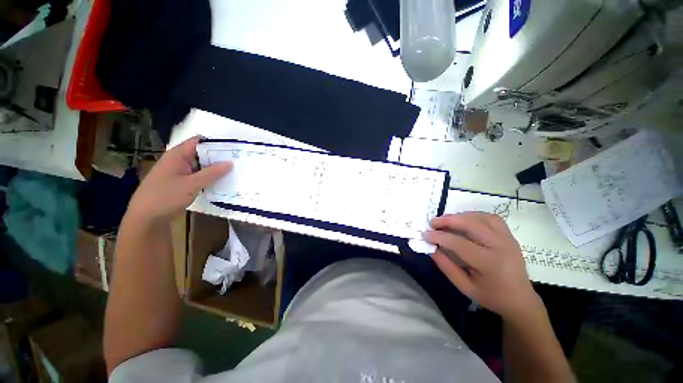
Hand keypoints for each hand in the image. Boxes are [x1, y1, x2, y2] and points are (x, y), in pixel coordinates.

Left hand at [127, 136, 231, 222]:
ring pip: (200, 166)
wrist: (145, 218)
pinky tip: (221, 182)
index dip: (215, 142)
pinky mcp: (180, 182)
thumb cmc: (166, 197)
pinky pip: (197, 176)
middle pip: (201, 153)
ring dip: (214, 169)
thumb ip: (212, 173)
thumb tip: (230, 162)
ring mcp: (179, 172)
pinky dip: (208, 177)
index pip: (198, 141)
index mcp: (177, 155)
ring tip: (234, 170)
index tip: (233, 147)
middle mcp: (178, 161)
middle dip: (218, 157)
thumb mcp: (191, 184)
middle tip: (238, 160)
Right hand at [423, 212, 541, 319]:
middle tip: (432, 222)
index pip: (459, 243)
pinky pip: (490, 218)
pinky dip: (474, 215)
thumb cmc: (491, 296)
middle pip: (471, 224)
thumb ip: (446, 266)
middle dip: (448, 220)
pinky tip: (464, 221)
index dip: (439, 237)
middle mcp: (501, 247)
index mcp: (490, 264)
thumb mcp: (465, 287)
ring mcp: (508, 239)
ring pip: (481, 217)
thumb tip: (431, 248)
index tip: (425, 234)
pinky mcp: (509, 235)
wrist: (520, 300)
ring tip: (446, 221)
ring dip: (460, 216)